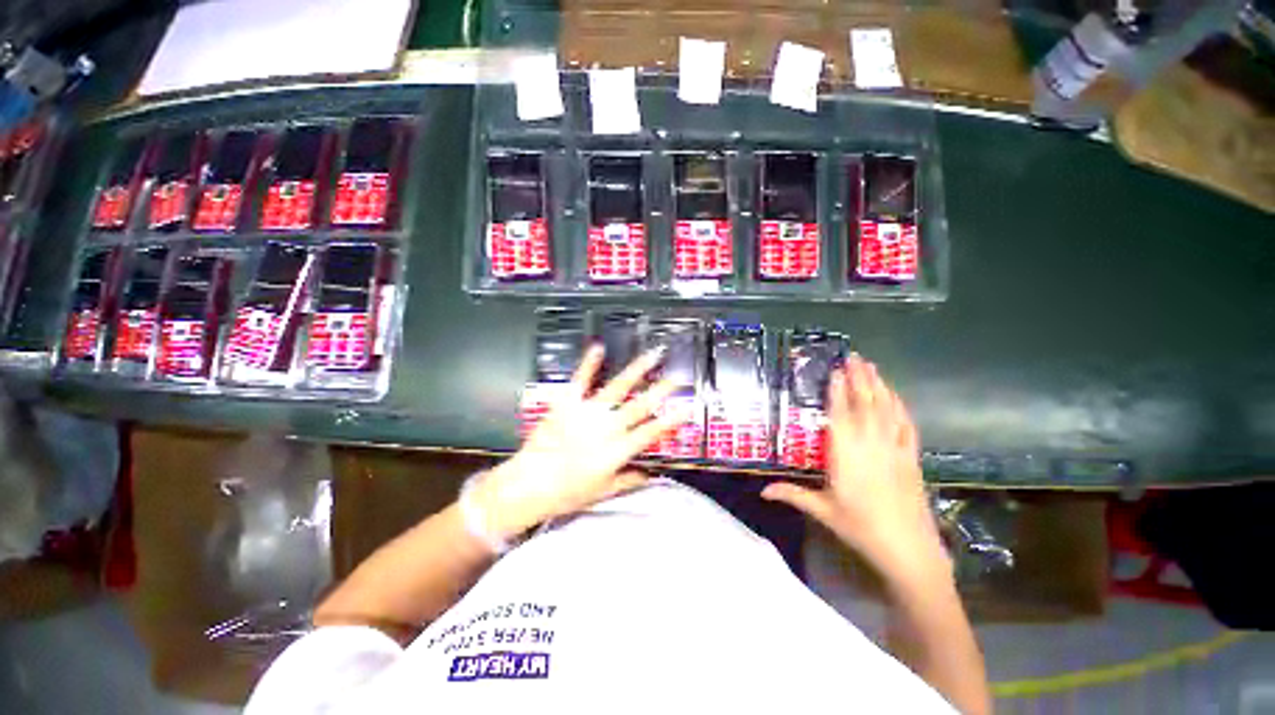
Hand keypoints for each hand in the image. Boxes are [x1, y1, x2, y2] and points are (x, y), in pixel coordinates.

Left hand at [471, 344, 684, 540]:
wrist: (528, 485)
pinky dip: (589, 363)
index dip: (671, 420)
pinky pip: (580, 380)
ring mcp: (587, 413)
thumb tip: (652, 475)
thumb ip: (629, 480)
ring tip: (651, 355)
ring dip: (636, 370)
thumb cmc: (566, 493)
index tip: (687, 408)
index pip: (651, 432)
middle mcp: (607, 428)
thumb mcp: (602, 492)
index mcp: (617, 450)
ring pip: (617, 388)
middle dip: (661, 390)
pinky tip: (598, 347)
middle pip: (640, 406)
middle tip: (677, 377)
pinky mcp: (567, 404)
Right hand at [761, 355, 949, 591]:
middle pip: (864, 404)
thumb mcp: (823, 510)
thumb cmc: (860, 527)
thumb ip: (792, 494)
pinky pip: (906, 425)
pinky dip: (900, 407)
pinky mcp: (911, 458)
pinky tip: (895, 396)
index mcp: (846, 455)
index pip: (840, 415)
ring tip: (871, 366)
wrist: (909, 550)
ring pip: (886, 410)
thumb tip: (762, 491)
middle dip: (859, 378)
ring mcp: (894, 449)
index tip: (835, 370)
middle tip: (853, 356)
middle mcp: (870, 445)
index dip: (838, 391)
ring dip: (878, 386)